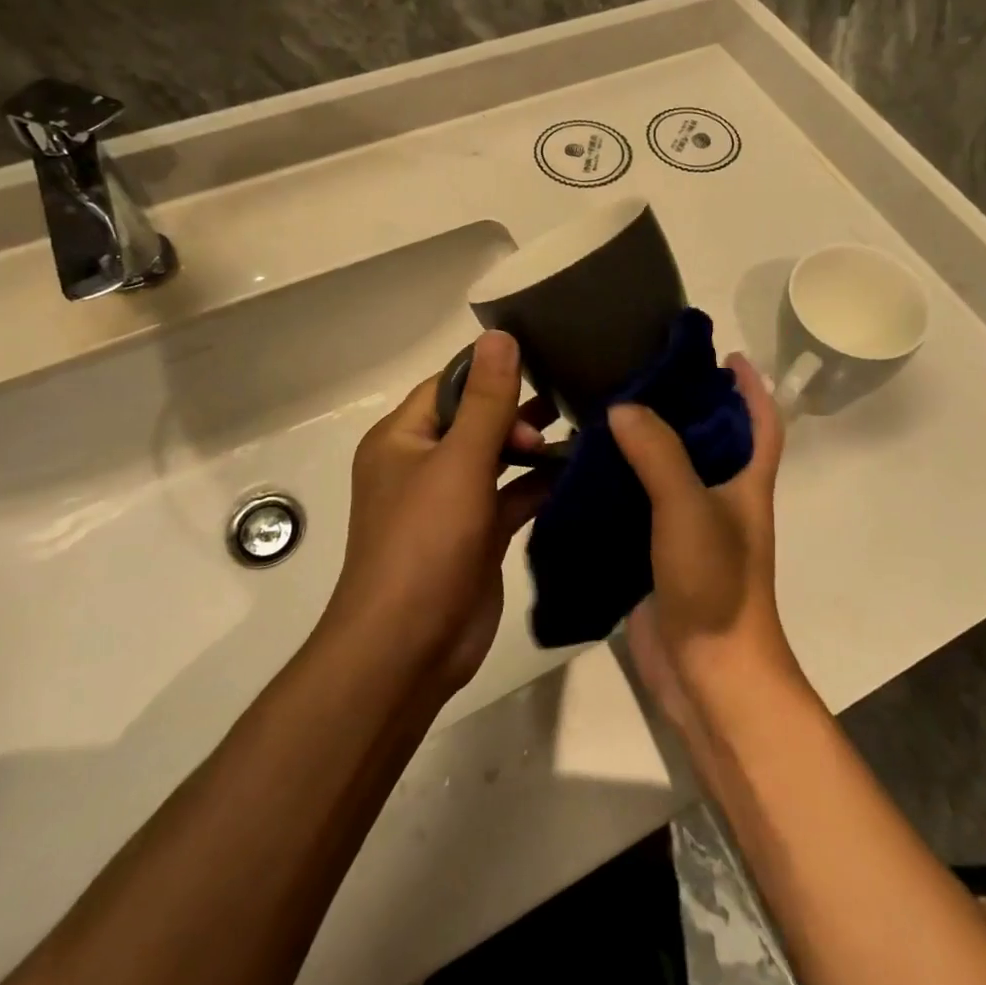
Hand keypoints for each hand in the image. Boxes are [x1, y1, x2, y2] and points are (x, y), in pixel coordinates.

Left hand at [327, 331, 555, 697]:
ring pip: (496, 459)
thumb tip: (500, 335)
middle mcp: (422, 464)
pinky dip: (538, 485)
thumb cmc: (425, 543)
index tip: (544, 356)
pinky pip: (510, 496)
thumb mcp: (458, 462)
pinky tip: (577, 473)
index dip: (492, 369)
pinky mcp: (476, 536)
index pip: (450, 384)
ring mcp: (450, 502)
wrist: (408, 649)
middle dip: (519, 411)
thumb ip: (486, 401)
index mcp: (403, 438)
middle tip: (566, 408)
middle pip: (476, 419)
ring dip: (533, 447)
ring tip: (582, 430)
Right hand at [608, 354, 796, 729]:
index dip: (751, 388)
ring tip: (608, 409)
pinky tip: (586, 468)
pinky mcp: (658, 554)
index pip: (761, 423)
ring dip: (647, 443)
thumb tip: (622, 408)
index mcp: (746, 484)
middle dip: (687, 406)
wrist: (708, 673)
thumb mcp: (689, 508)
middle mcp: (721, 500)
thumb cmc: (715, 584)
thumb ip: (658, 454)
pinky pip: (639, 506)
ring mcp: (689, 529)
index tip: (727, 356)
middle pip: (711, 441)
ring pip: (670, 473)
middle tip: (644, 374)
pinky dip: (620, 484)